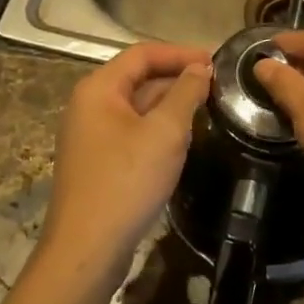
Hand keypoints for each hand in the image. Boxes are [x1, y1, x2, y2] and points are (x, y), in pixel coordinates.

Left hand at [39, 43, 212, 284]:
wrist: (87, 250)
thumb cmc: (126, 182)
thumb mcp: (165, 133)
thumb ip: (185, 94)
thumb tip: (199, 69)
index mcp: (99, 88)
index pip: (142, 54)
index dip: (180, 53)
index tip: (215, 61)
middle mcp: (90, 105)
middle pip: (138, 78)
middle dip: (177, 79)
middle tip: (217, 87)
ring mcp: (91, 135)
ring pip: (136, 107)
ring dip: (169, 104)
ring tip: (207, 109)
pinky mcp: (98, 162)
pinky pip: (132, 131)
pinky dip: (157, 128)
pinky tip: (182, 141)